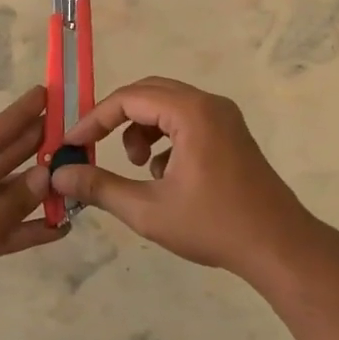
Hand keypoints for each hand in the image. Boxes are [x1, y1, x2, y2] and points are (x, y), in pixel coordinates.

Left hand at [0, 86, 56, 339]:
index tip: (46, 94)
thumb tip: (49, 175)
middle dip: (32, 150)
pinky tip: (60, 227)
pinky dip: (25, 227)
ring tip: (74, 176)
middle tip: (70, 130)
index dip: (19, 116)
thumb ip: (15, 199)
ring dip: (35, 192)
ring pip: (1, 195)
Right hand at [48, 76, 330, 281]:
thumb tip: (59, 175)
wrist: (279, 246)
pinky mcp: (231, 133)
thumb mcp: (148, 210)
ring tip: (137, 167)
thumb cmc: (213, 226)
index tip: (71, 144)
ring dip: (142, 129)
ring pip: (167, 106)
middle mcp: (209, 103)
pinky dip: (165, 137)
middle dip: (116, 119)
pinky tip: (164, 175)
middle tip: (93, 147)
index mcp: (191, 112)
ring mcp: (224, 117)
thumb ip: (99, 187)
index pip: (129, 98)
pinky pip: (186, 119)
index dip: (94, 119)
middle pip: (148, 93)